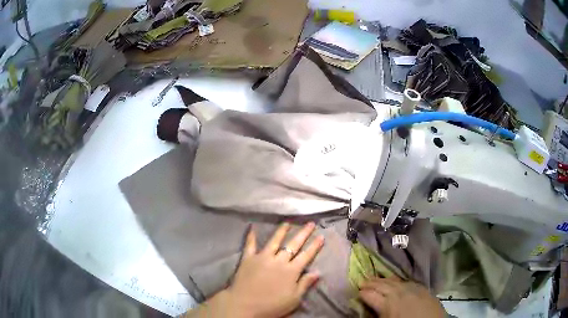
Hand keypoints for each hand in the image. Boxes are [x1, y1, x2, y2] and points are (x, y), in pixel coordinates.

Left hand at [188, 222, 324, 317]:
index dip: (315, 246)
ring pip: (274, 241)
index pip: (306, 255)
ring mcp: (262, 257)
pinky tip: (252, 227)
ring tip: (287, 222)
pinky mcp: (248, 258)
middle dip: (303, 233)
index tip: (321, 236)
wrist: (245, 305)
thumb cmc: (272, 305)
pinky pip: (250, 244)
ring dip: (281, 231)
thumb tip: (318, 272)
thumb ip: (305, 284)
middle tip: (310, 223)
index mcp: (291, 271)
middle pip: (293, 244)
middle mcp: (278, 260)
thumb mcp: (294, 299)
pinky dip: (251, 236)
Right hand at [359, 277, 444, 317]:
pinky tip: (396, 281)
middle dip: (371, 283)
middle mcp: (399, 293)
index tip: (357, 292)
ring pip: (394, 281)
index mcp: (388, 304)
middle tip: (362, 281)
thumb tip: (368, 311)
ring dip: (383, 280)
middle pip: (382, 285)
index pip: (371, 296)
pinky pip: (408, 281)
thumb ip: (377, 316)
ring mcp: (412, 289)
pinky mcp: (423, 289)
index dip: (362, 294)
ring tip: (375, 278)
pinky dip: (399, 280)